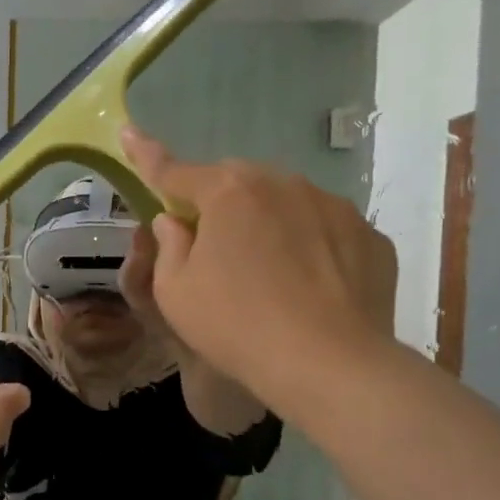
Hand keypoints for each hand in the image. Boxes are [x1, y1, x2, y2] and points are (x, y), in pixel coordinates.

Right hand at [120, 126, 398, 407]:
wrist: (329, 365)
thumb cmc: (236, 325)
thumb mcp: (174, 292)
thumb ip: (169, 245)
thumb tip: (175, 221)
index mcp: (229, 193)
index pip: (175, 170)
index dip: (146, 155)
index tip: (129, 134)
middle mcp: (283, 184)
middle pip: (237, 184)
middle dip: (218, 205)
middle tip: (212, 250)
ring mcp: (334, 207)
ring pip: (286, 204)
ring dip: (268, 225)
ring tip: (268, 277)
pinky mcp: (370, 237)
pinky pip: (326, 232)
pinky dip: (311, 249)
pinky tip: (309, 288)